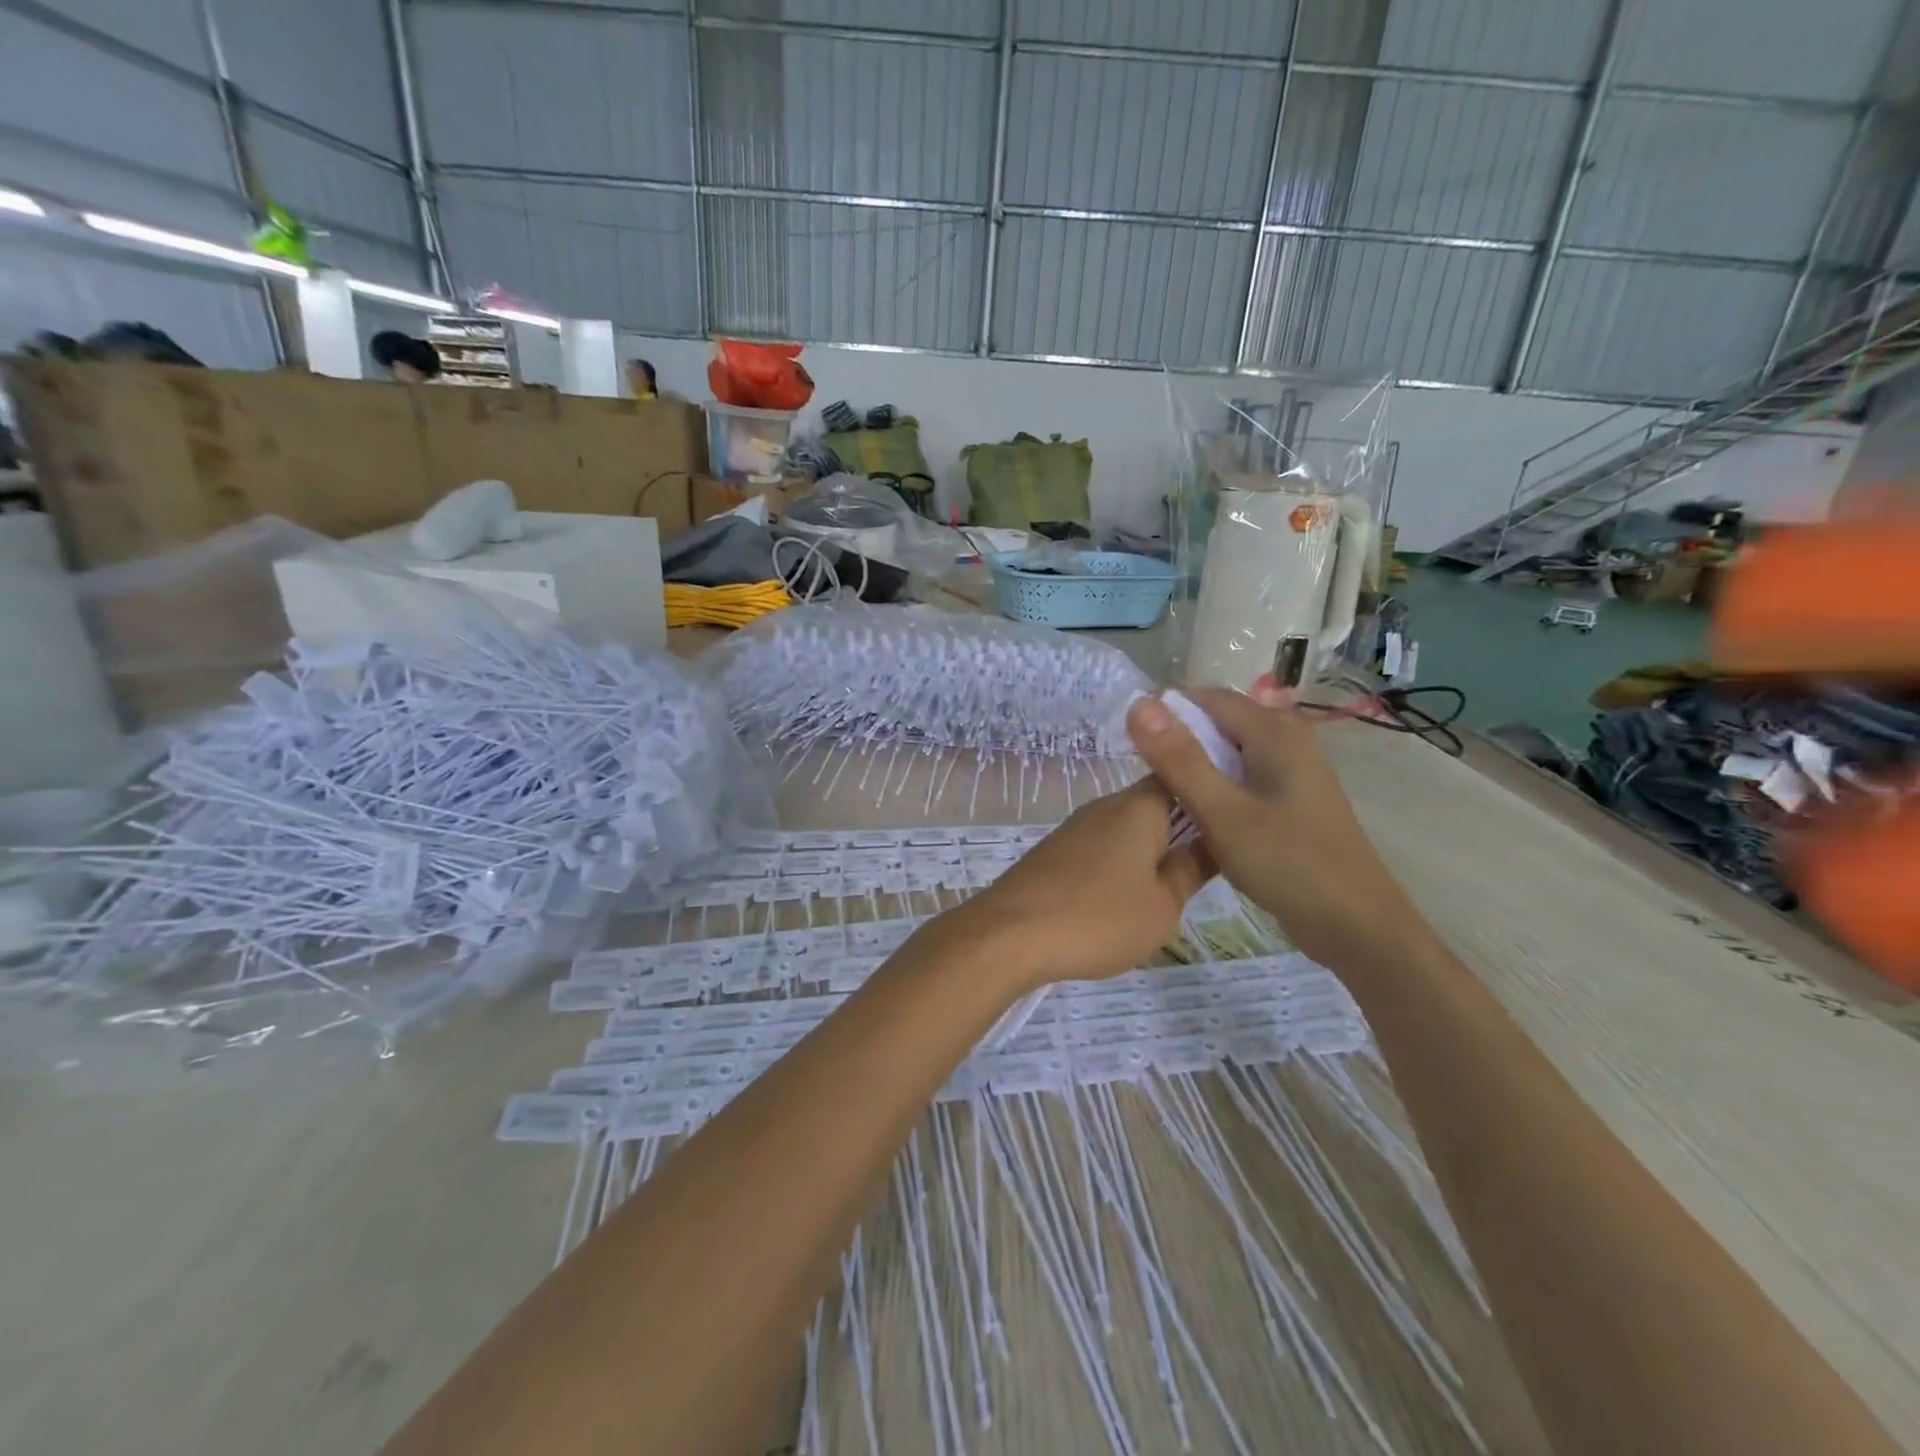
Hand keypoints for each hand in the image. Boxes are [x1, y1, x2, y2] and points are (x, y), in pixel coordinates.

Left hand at [953, 778, 1212, 989]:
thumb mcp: (1162, 905)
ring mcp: (1076, 828)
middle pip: (1154, 806)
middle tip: (1207, 868)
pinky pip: (1101, 849)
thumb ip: (1190, 871)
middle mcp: (1105, 806)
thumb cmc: (1098, 917)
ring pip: (1126, 831)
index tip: (1232, 819)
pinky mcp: (1055, 852)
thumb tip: (1209, 844)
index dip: (1206, 794)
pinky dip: (1118, 867)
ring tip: (1169, 890)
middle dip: (1180, 831)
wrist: (1009, 933)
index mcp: (1139, 807)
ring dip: (1148, 852)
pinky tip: (1123, 899)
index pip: (1181, 778)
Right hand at [1125, 678, 1420, 966]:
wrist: (1356, 926)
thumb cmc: (1287, 864)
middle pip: (1220, 722)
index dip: (1165, 713)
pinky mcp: (1294, 799)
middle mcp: (1289, 739)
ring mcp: (1295, 770)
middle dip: (1179, 739)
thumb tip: (1139, 704)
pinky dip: (1217, 785)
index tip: (1129, 743)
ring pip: (1231, 751)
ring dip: (1196, 765)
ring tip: (1162, 794)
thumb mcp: (1222, 812)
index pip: (1207, 698)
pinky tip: (1198, 813)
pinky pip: (1244, 776)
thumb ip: (1179, 759)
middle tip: (1142, 773)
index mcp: (1275, 732)